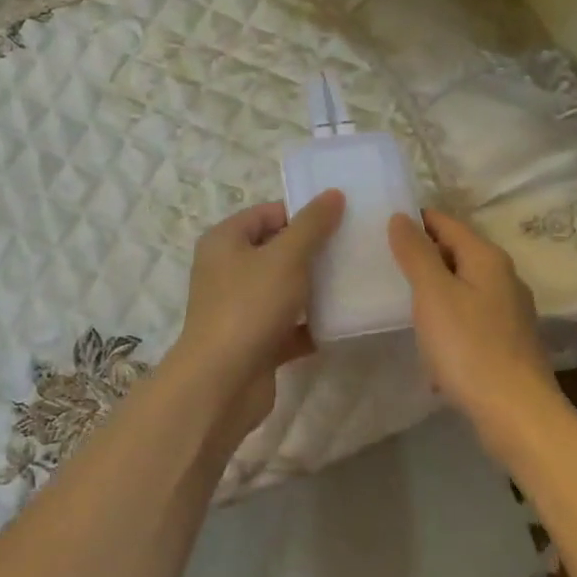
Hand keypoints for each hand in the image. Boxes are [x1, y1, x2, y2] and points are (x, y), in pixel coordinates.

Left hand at [170, 191, 345, 446]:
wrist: (222, 382)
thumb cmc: (249, 306)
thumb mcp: (286, 257)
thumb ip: (311, 225)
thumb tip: (333, 194)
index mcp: (225, 241)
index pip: (267, 213)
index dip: (302, 213)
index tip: (342, 218)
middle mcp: (227, 271)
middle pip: (277, 250)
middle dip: (313, 251)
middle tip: (353, 247)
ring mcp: (240, 308)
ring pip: (284, 289)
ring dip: (315, 288)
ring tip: (354, 280)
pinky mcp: (255, 341)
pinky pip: (288, 325)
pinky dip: (311, 324)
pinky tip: (343, 321)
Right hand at [388, 210, 560, 437]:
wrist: (515, 413)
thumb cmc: (469, 347)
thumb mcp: (433, 294)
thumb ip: (416, 253)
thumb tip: (402, 217)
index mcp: (487, 258)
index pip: (446, 222)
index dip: (415, 221)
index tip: (380, 228)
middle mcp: (504, 277)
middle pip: (456, 253)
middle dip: (422, 256)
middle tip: (383, 265)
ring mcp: (510, 311)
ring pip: (463, 287)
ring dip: (434, 291)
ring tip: (399, 301)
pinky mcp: (508, 341)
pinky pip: (469, 318)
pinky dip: (447, 320)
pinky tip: (430, 342)